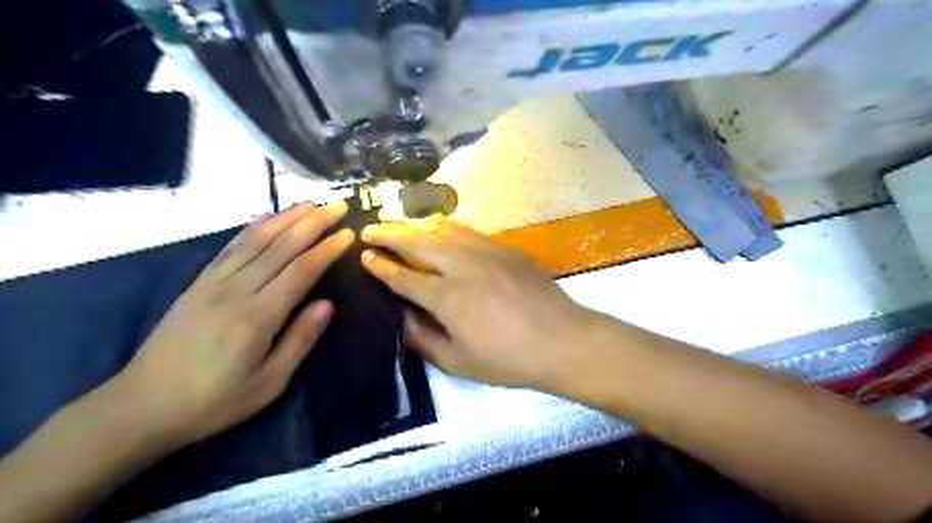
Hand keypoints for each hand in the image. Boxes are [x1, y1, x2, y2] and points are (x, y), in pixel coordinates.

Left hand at [107, 201, 356, 449]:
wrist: (142, 406)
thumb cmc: (214, 401)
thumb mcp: (269, 383)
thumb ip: (300, 340)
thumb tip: (327, 304)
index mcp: (258, 317)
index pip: (301, 271)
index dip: (327, 249)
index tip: (348, 233)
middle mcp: (236, 291)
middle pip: (281, 246)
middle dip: (312, 222)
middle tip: (337, 205)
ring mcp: (213, 283)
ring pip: (255, 240)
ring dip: (285, 218)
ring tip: (310, 203)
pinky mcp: (198, 284)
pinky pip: (231, 247)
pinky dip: (253, 228)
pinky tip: (267, 219)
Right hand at [360, 215, 592, 388]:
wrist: (561, 340)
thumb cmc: (508, 359)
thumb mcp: (458, 362)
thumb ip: (423, 339)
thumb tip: (401, 317)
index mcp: (447, 297)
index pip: (404, 276)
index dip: (381, 266)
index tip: (364, 255)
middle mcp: (462, 266)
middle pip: (418, 241)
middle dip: (390, 232)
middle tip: (369, 227)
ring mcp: (485, 252)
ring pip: (442, 228)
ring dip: (416, 223)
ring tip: (397, 219)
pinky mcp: (505, 249)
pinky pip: (467, 231)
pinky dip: (445, 227)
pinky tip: (439, 228)